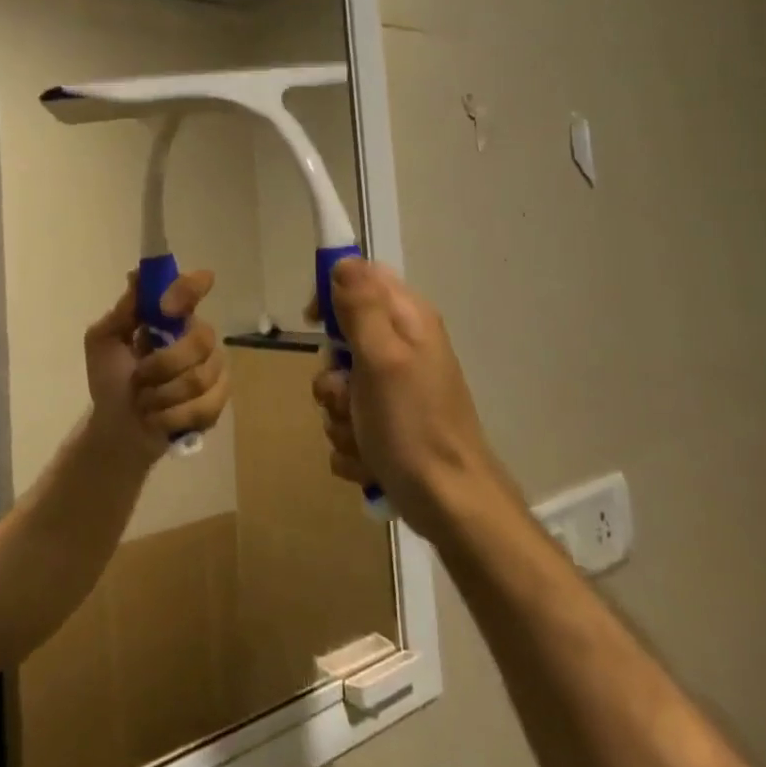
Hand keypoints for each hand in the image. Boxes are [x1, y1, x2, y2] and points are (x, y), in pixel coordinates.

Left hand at [83, 271, 230, 464]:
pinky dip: (173, 416)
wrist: (117, 428)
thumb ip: (122, 311)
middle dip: (164, 364)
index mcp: (170, 316)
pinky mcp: (217, 401)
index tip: (167, 307)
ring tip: (144, 401)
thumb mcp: (103, 342)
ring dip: (163, 395)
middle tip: (139, 377)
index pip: (192, 288)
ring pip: (201, 377)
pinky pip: (205, 406)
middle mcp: (196, 336)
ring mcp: (212, 368)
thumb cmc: (110, 380)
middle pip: (202, 338)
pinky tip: (158, 418)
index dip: (189, 288)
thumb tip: (137, 275)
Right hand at [312, 258, 507, 539]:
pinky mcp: (387, 427)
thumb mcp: (382, 359)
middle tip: (347, 396)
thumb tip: (343, 261)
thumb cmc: (413, 427)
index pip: (361, 279)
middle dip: (332, 376)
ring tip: (362, 436)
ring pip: (338, 388)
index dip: (331, 294)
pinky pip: (347, 423)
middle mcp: (403, 350)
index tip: (314, 324)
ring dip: (338, 416)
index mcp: (408, 322)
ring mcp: (395, 392)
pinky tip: (369, 459)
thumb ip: (361, 308)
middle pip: (341, 340)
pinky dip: (350, 443)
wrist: (450, 506)